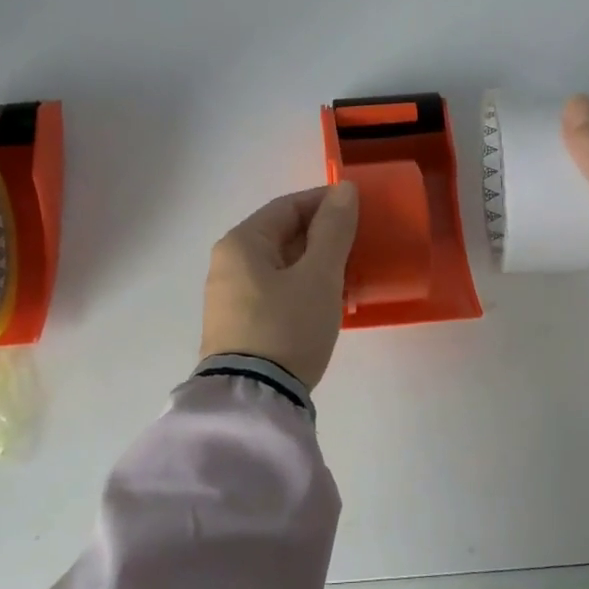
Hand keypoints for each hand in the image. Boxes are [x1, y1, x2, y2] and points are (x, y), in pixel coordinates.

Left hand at [199, 183, 360, 387]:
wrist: (253, 400)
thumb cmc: (287, 326)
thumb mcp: (319, 275)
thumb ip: (333, 229)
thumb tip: (344, 189)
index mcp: (241, 243)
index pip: (287, 206)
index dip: (325, 203)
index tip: (360, 210)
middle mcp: (228, 264)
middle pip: (281, 235)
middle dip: (322, 236)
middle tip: (360, 245)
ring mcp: (229, 298)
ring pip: (280, 266)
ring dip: (314, 264)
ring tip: (350, 274)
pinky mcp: (237, 326)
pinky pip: (274, 292)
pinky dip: (301, 288)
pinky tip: (326, 301)